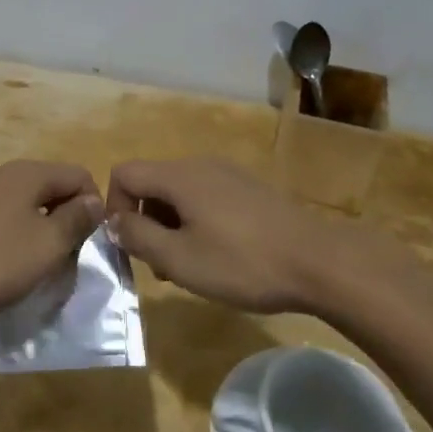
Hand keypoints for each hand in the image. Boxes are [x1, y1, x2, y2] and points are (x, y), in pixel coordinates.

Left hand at [0, 160, 103, 320]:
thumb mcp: (48, 246)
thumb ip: (76, 220)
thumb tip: (94, 200)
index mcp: (29, 173)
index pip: (78, 175)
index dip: (92, 206)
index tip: (88, 242)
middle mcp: (0, 171)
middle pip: (47, 185)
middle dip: (62, 215)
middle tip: (62, 255)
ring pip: (15, 198)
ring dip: (29, 220)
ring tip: (26, 255)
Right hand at [106, 158, 376, 313]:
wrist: (320, 262)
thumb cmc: (243, 263)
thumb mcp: (180, 259)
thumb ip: (138, 237)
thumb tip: (113, 221)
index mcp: (179, 176)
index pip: (124, 173)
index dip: (114, 207)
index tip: (128, 245)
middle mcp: (200, 165)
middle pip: (152, 182)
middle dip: (144, 220)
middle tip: (158, 265)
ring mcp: (228, 174)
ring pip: (179, 192)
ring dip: (170, 225)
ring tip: (187, 266)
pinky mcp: (249, 189)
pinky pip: (205, 197)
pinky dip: (196, 221)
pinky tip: (218, 255)